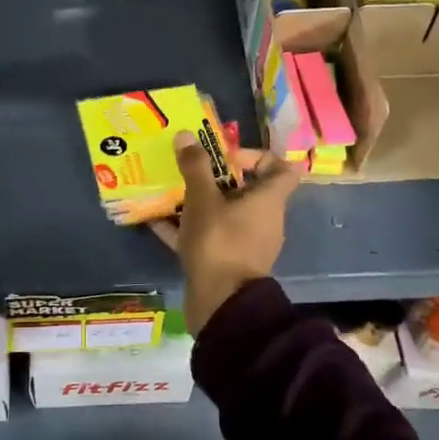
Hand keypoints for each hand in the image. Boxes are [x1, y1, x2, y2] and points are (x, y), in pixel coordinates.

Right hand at [151, 133, 300, 334]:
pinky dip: (187, 228)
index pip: (282, 168)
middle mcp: (263, 219)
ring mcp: (247, 243)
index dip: (258, 156)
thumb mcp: (203, 200)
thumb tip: (187, 135)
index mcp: (268, 200)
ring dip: (200, 203)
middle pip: (247, 190)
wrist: (221, 304)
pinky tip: (157, 223)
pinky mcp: (228, 262)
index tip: (227, 157)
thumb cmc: (219, 242)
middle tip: (189, 171)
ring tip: (170, 193)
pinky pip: (209, 237)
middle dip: (217, 179)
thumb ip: (195, 167)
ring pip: (224, 214)